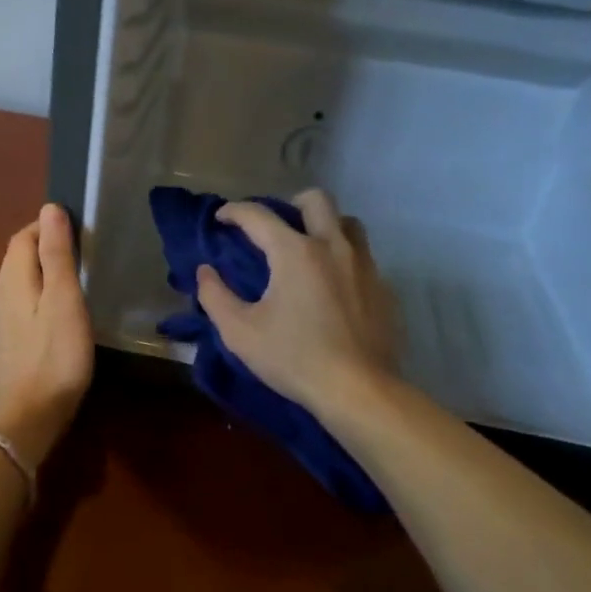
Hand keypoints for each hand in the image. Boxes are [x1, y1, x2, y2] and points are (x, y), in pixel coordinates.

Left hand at [0, 204, 94, 467]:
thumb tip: (50, 208)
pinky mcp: (8, 343)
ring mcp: (1, 322)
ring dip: (43, 270)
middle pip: (18, 257)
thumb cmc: (54, 354)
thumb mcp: (64, 299)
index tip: (79, 230)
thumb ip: (57, 254)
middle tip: (82, 251)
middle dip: (45, 245)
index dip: (47, 226)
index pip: (23, 237)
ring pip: (20, 281)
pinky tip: (59, 311)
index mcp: (12, 280)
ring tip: (75, 276)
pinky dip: (40, 294)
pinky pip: (22, 303)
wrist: (30, 416)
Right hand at [196, 189, 398, 422]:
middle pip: (317, 200)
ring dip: (325, 226)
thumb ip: (215, 296)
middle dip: (291, 204)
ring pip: (348, 224)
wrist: (358, 391)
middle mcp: (333, 247)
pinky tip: (333, 288)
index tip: (222, 219)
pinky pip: (363, 258)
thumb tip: (206, 272)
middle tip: (275, 228)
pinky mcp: (384, 289)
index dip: (234, 211)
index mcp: (295, 252)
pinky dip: (344, 260)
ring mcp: (364, 266)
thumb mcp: (240, 332)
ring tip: (308, 251)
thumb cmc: (293, 358)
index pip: (258, 215)